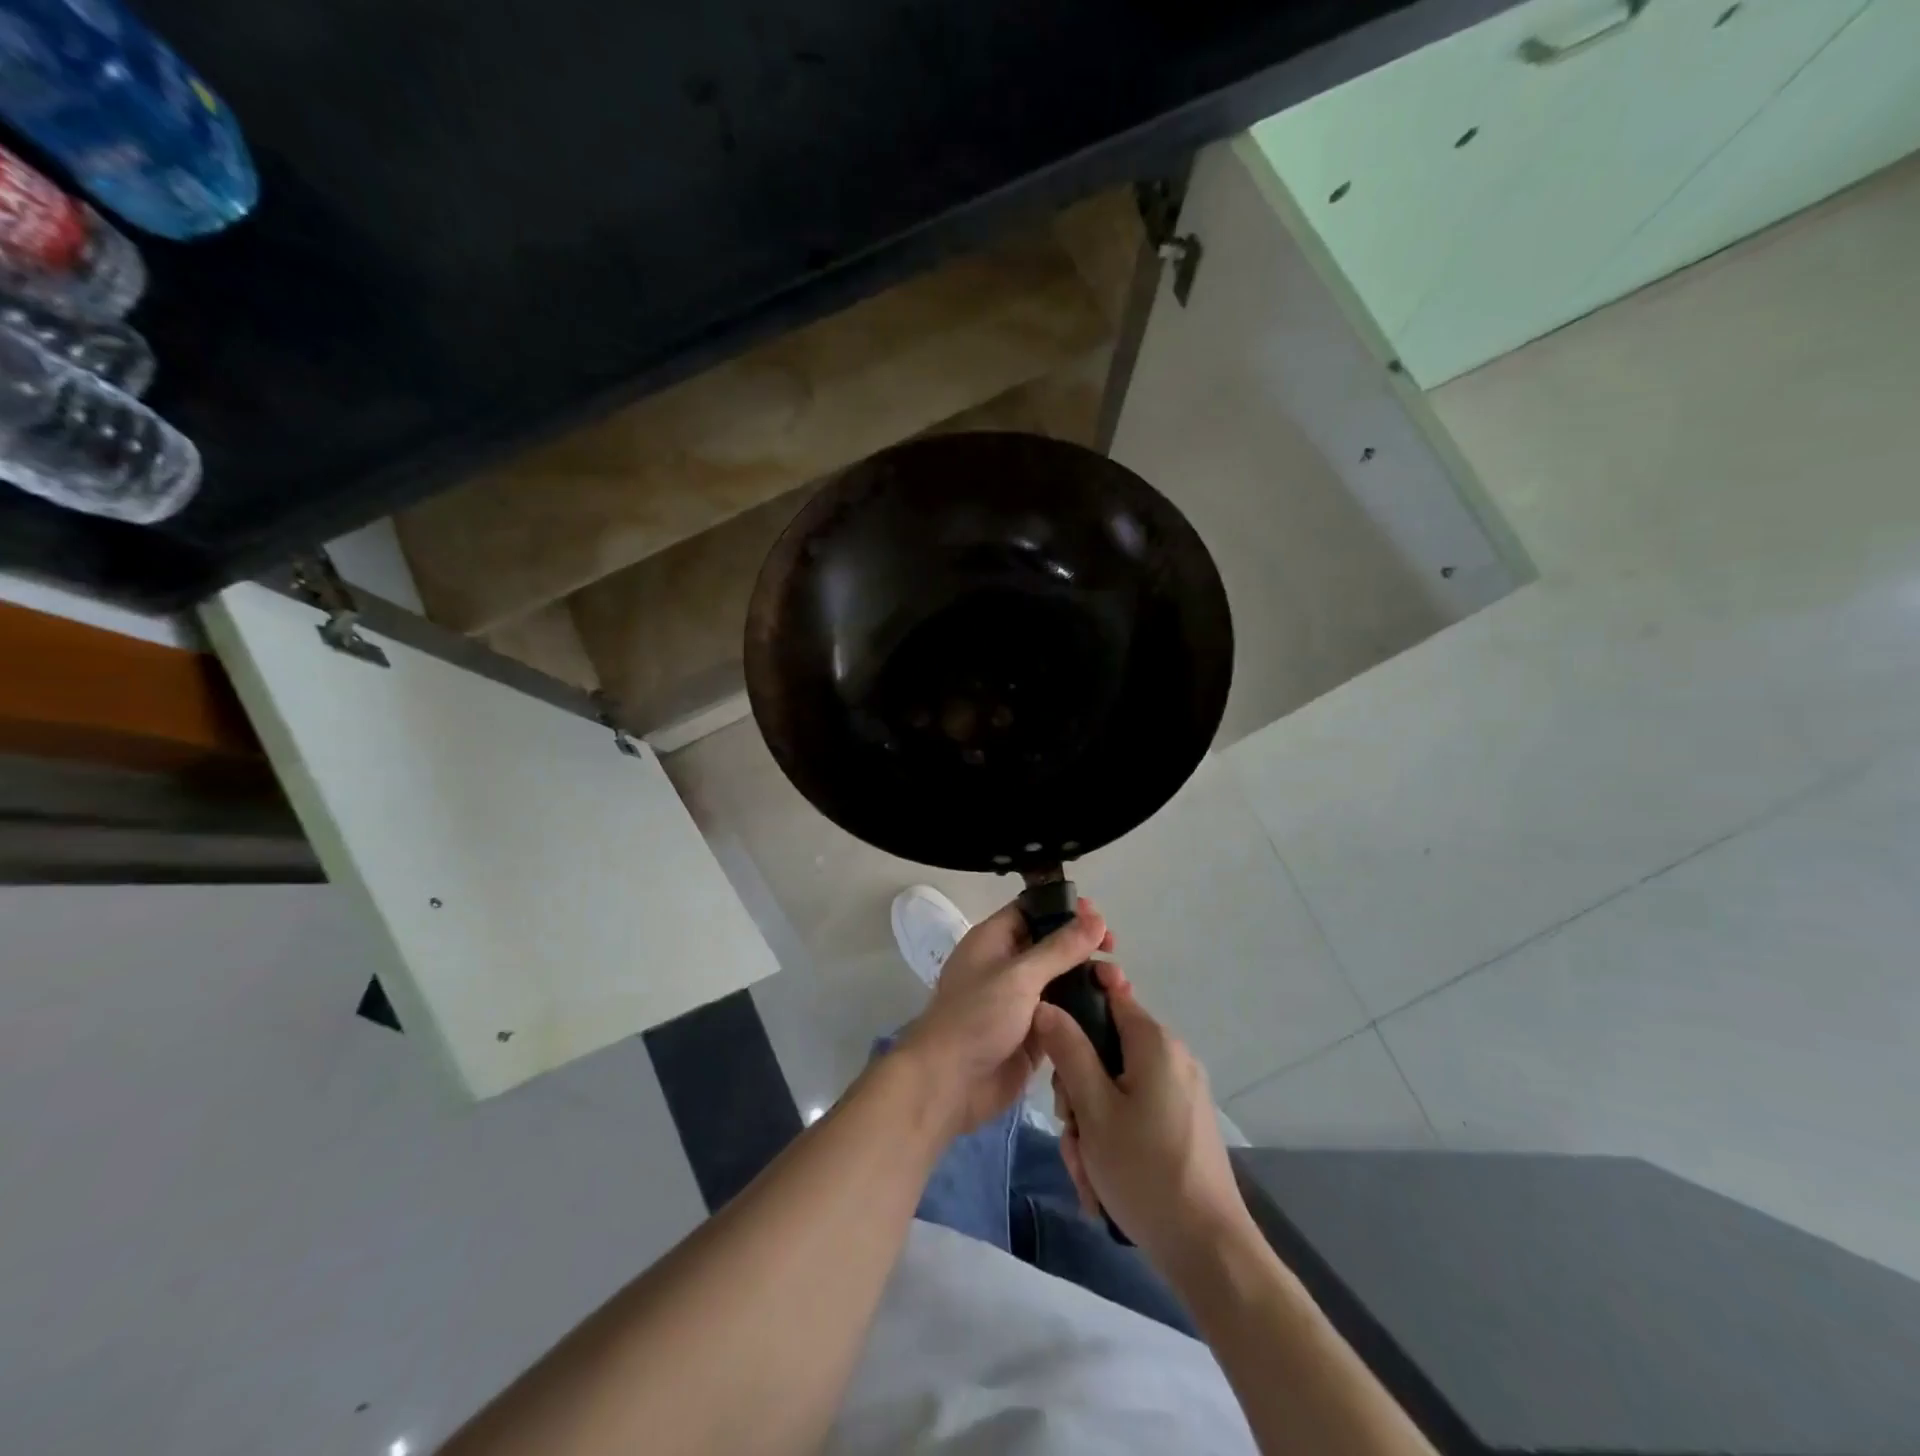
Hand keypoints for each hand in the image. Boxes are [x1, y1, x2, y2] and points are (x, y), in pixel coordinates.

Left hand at [898, 897, 1111, 1135]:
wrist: (949, 1084)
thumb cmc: (977, 1018)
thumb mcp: (1019, 976)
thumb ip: (1060, 948)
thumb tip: (1096, 918)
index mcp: (993, 941)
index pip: (1032, 911)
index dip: (1063, 909)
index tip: (1098, 916)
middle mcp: (1007, 966)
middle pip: (1051, 946)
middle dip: (1082, 946)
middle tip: (1113, 951)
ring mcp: (1020, 1002)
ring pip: (1061, 981)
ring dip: (1088, 979)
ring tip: (1119, 984)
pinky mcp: (1033, 1034)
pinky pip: (1063, 1015)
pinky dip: (1085, 1010)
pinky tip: (1113, 1010)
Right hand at [1034, 965, 1252, 1269]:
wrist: (1210, 1251)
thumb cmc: (1145, 1171)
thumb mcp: (1093, 1109)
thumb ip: (1068, 1051)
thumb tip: (1045, 1004)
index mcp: (1154, 1042)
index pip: (1110, 992)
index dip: (1076, 1001)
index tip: (1051, 1034)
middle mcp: (1172, 1057)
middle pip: (1106, 1047)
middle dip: (1078, 1086)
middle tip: (1070, 1126)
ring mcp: (1180, 1091)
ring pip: (1115, 1086)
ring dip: (1091, 1121)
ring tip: (1087, 1167)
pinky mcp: (1183, 1122)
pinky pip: (1135, 1111)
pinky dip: (1113, 1136)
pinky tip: (1103, 1179)